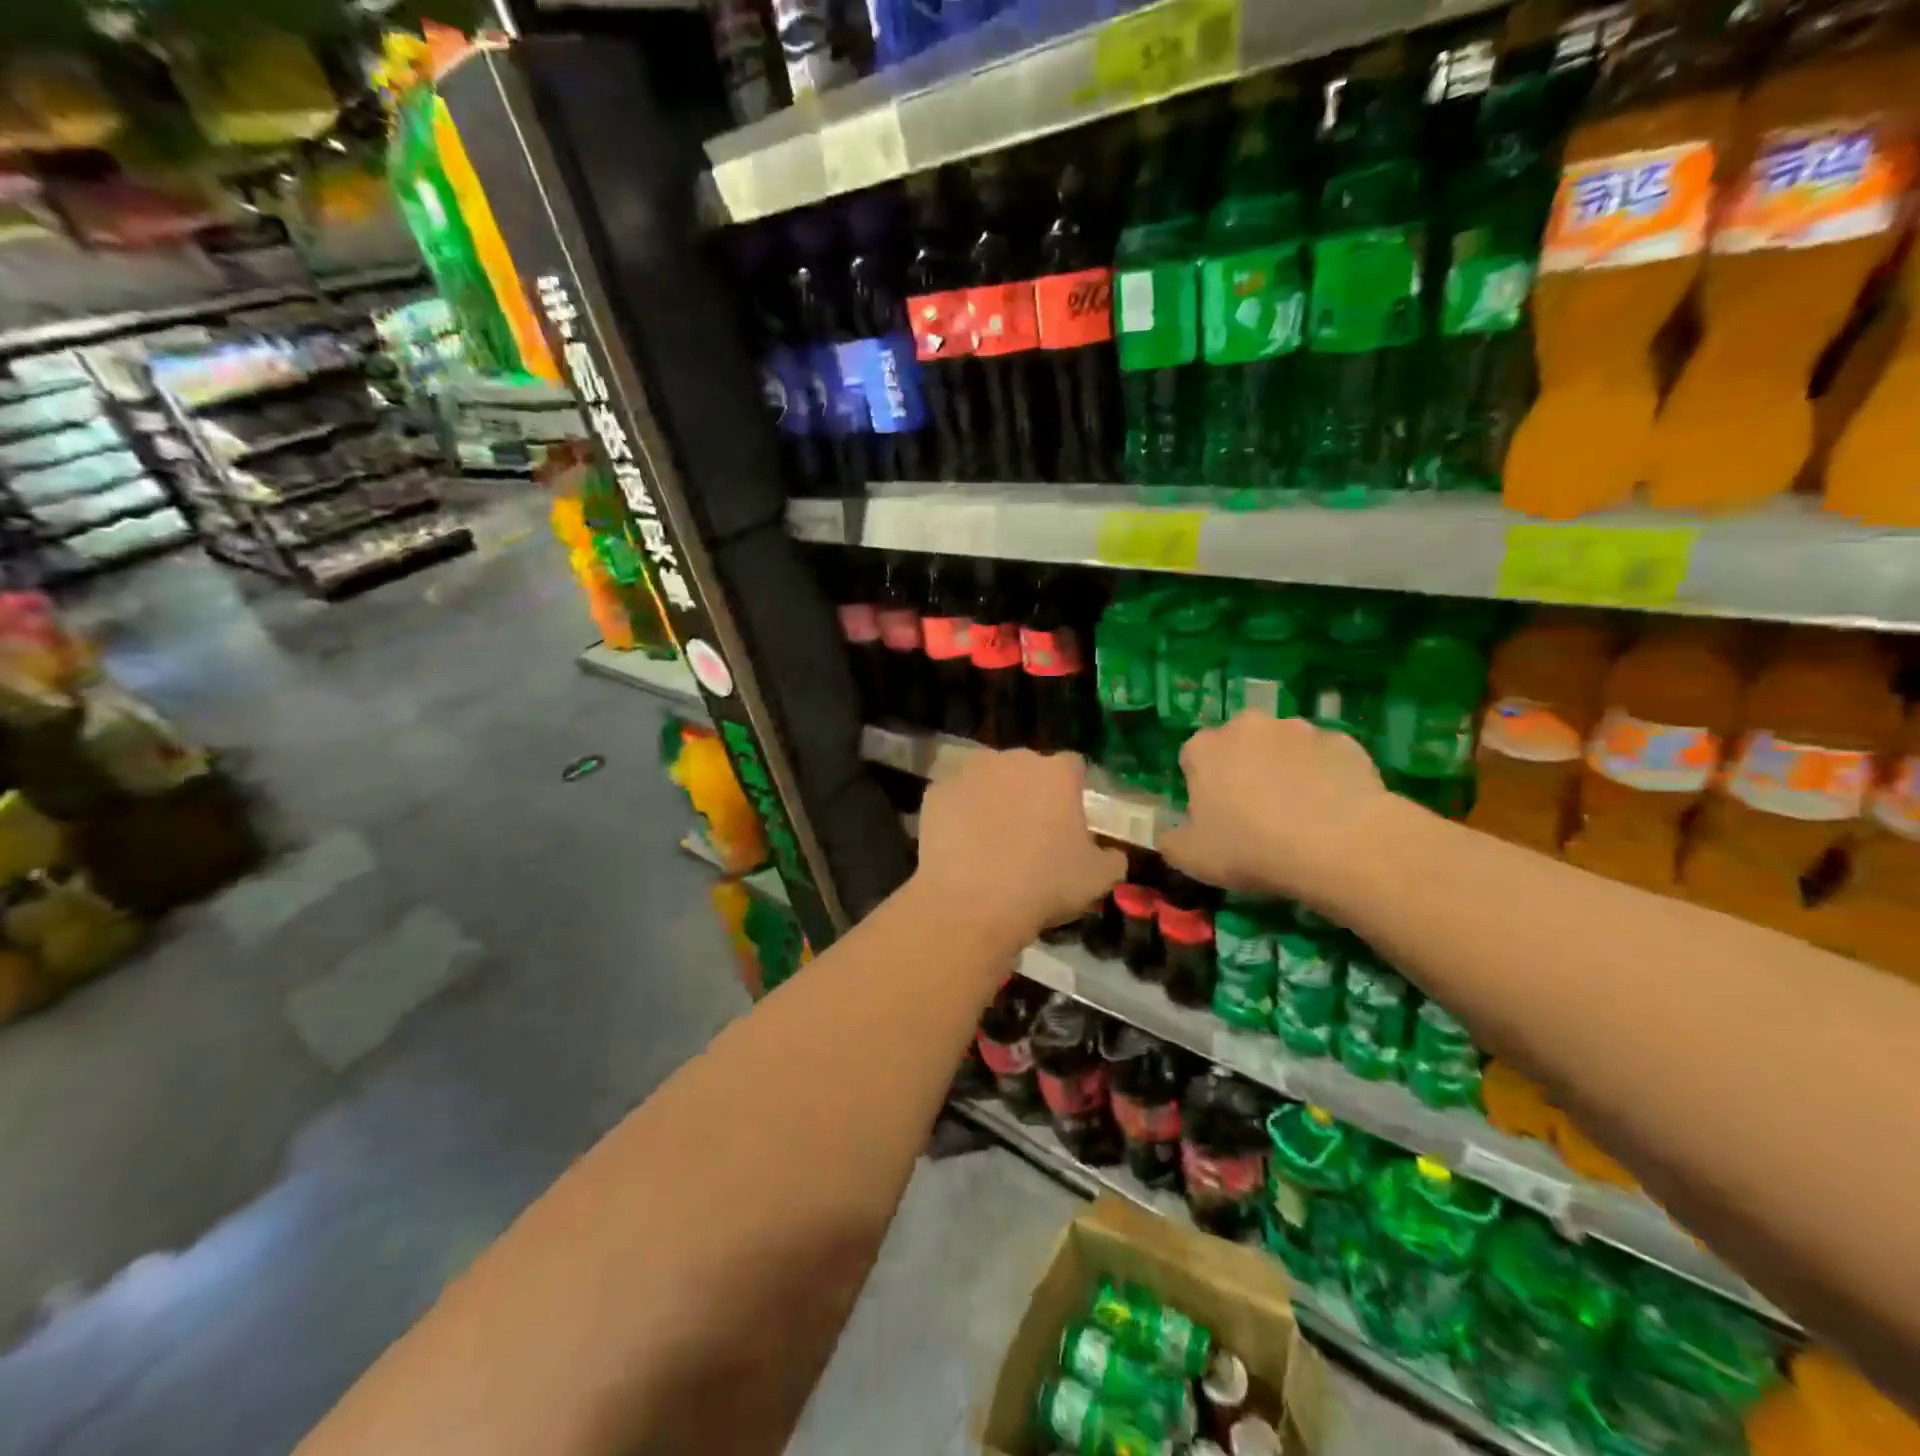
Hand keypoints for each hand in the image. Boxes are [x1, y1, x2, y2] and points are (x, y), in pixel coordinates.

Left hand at [911, 748, 1125, 945]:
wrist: (971, 903)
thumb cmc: (1043, 886)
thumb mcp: (1098, 879)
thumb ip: (1112, 858)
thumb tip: (1112, 854)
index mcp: (1057, 773)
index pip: (1073, 766)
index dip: (1073, 790)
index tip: (1069, 818)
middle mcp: (1013, 759)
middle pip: (1028, 768)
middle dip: (1031, 791)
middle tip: (1030, 831)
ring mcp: (970, 771)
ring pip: (988, 777)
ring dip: (993, 796)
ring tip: (991, 836)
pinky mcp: (936, 791)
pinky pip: (955, 796)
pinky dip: (959, 812)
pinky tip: (961, 843)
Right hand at [1159, 713, 1397, 904]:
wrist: (1339, 845)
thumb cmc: (1251, 848)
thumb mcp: (1192, 859)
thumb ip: (1171, 841)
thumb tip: (1170, 835)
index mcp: (1204, 748)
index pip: (1192, 758)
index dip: (1202, 787)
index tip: (1214, 817)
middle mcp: (1247, 726)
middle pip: (1238, 744)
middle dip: (1242, 768)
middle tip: (1255, 813)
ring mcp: (1299, 729)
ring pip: (1283, 747)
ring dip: (1284, 769)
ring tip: (1299, 813)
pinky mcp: (1342, 741)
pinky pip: (1324, 758)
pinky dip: (1324, 776)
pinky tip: (1332, 810)